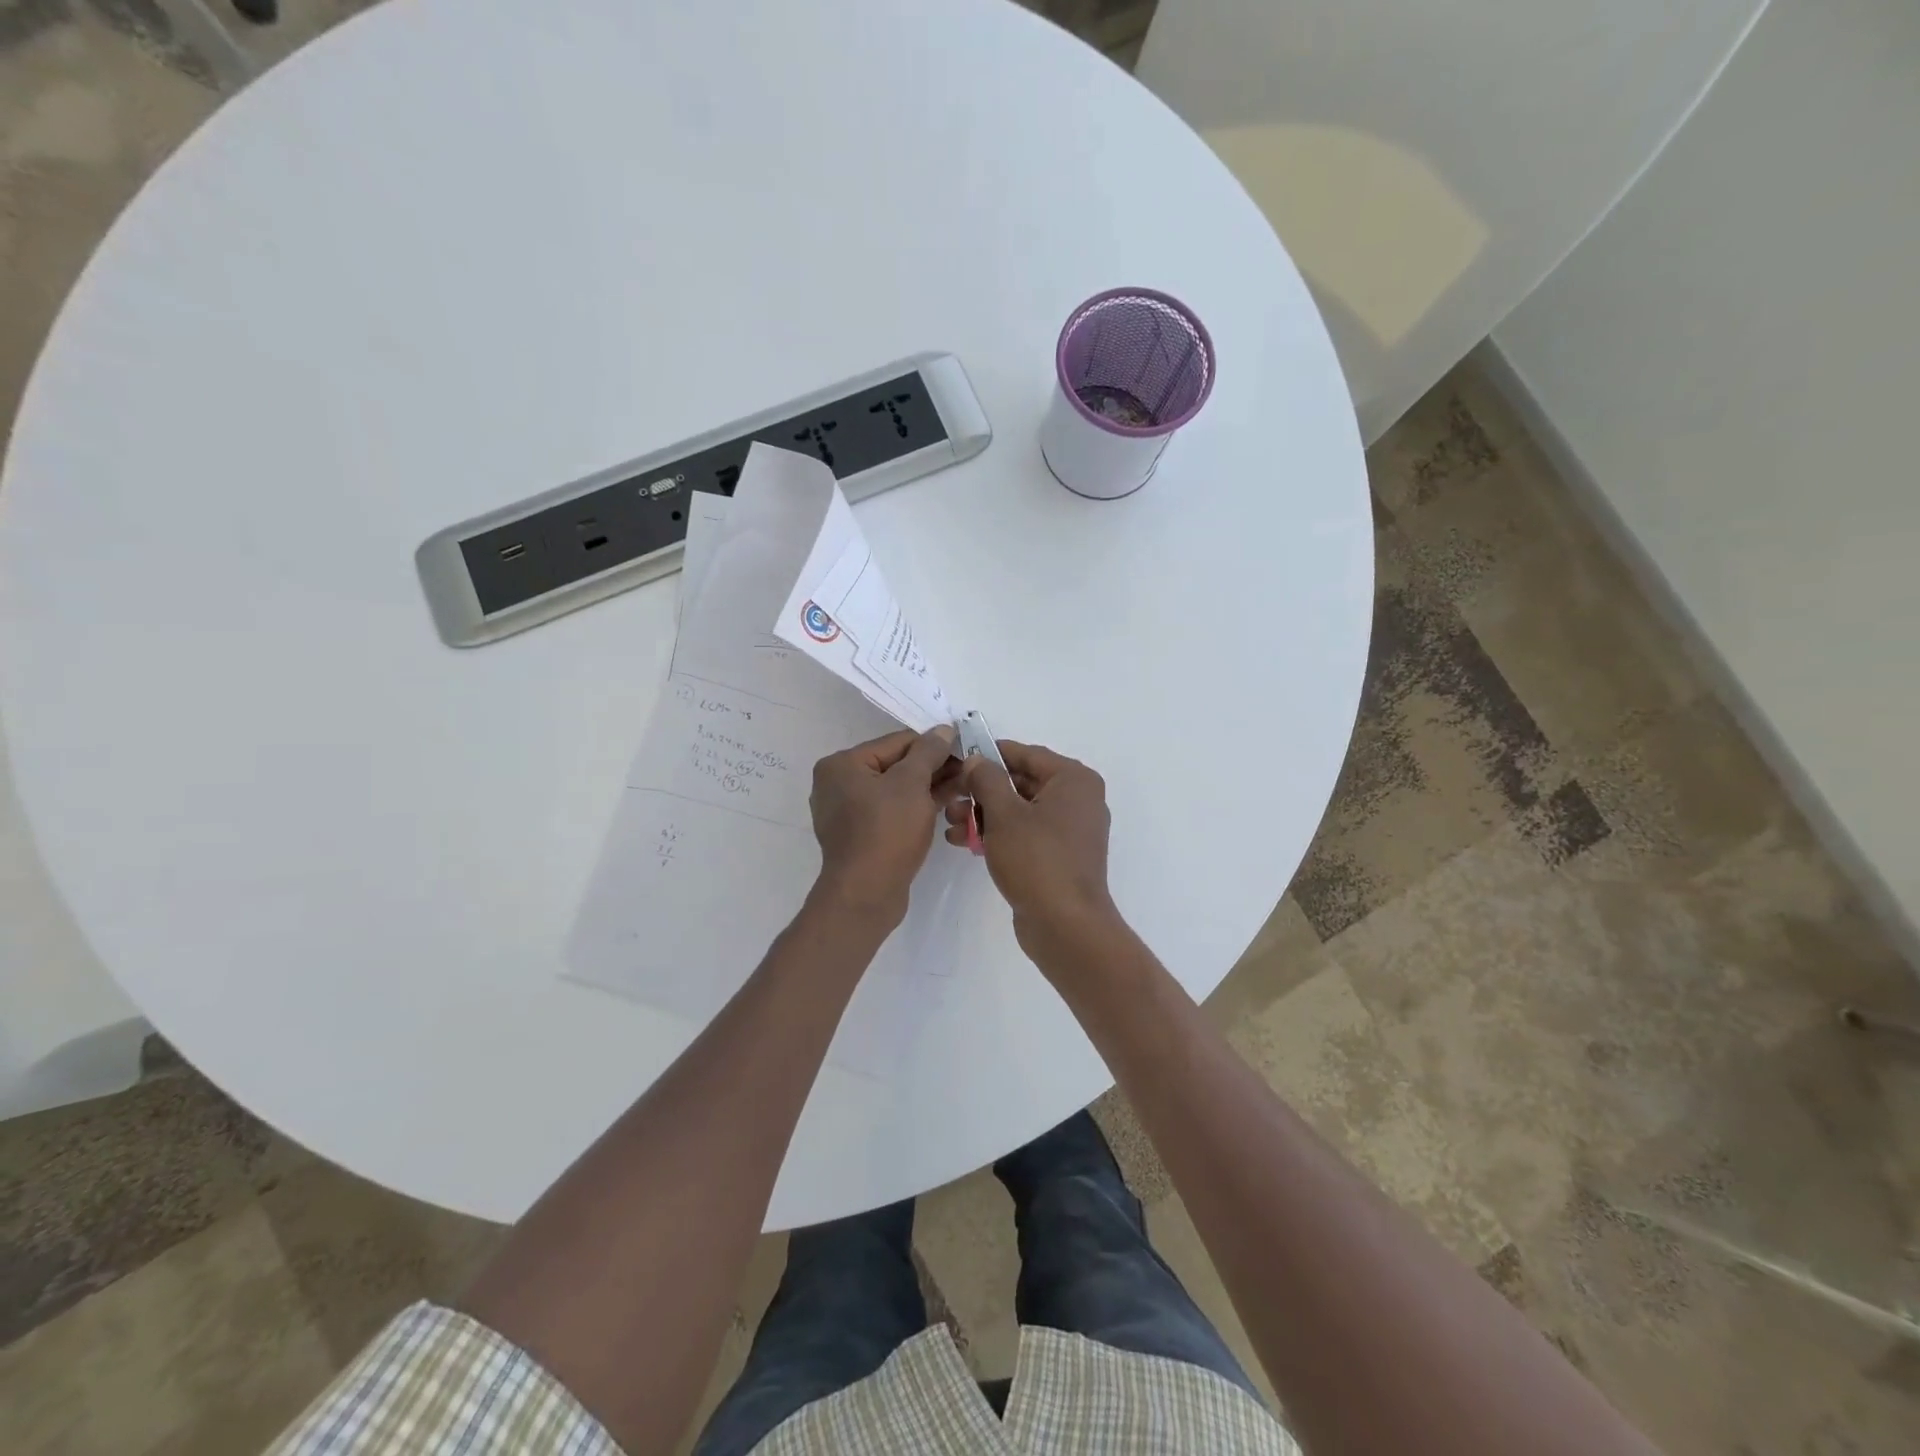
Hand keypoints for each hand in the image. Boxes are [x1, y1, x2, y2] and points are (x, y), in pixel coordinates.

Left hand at [810, 725, 958, 921]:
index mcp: (842, 764)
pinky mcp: (860, 836)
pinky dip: (916, 808)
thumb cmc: (887, 830)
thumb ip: (929, 752)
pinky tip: (946, 806)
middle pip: (895, 766)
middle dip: (932, 769)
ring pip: (896, 791)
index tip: (964, 750)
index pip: (897, 742)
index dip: (934, 745)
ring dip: (928, 788)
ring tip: (964, 788)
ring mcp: (847, 813)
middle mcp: (838, 784)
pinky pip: (892, 812)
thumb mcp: (912, 783)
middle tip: (968, 772)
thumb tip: (943, 730)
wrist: (866, 894)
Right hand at [945, 741, 1117, 957]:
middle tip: (948, 796)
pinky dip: (998, 834)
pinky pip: (1025, 834)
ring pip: (1019, 810)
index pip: (1026, 754)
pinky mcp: (1059, 857)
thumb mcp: (1004, 814)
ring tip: (950, 824)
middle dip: (981, 791)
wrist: (1066, 926)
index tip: (957, 759)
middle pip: (1021, 782)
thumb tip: (976, 760)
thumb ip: (987, 780)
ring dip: (984, 814)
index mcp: (1074, 780)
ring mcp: (1070, 831)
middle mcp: (1078, 800)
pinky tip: (965, 842)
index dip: (989, 754)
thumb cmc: (1037, 860)